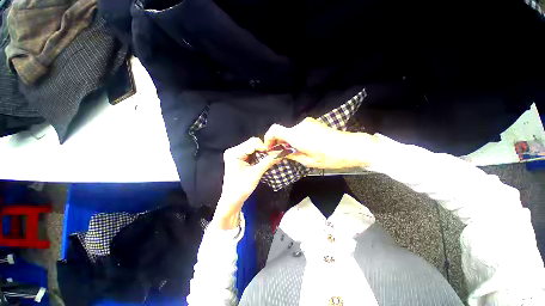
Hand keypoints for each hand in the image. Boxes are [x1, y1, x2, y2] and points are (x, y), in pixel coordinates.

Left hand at [214, 137, 280, 229]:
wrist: (232, 200)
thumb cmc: (241, 188)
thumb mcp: (256, 174)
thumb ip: (268, 162)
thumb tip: (281, 154)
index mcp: (234, 153)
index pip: (253, 143)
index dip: (265, 148)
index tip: (274, 155)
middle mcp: (234, 150)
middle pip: (253, 143)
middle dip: (263, 150)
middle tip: (271, 157)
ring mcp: (236, 153)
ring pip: (253, 147)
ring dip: (262, 153)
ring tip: (268, 159)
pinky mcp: (239, 157)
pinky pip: (251, 152)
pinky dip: (258, 155)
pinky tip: (262, 161)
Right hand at [264, 117, 379, 168]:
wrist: (349, 147)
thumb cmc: (328, 157)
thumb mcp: (307, 161)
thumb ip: (290, 155)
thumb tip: (278, 153)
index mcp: (296, 135)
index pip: (274, 130)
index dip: (268, 138)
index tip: (270, 148)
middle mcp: (299, 126)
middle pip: (282, 131)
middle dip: (279, 142)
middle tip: (282, 153)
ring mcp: (307, 123)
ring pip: (291, 131)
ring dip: (289, 140)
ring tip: (295, 152)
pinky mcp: (313, 123)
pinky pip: (299, 130)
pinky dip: (296, 137)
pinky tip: (304, 146)